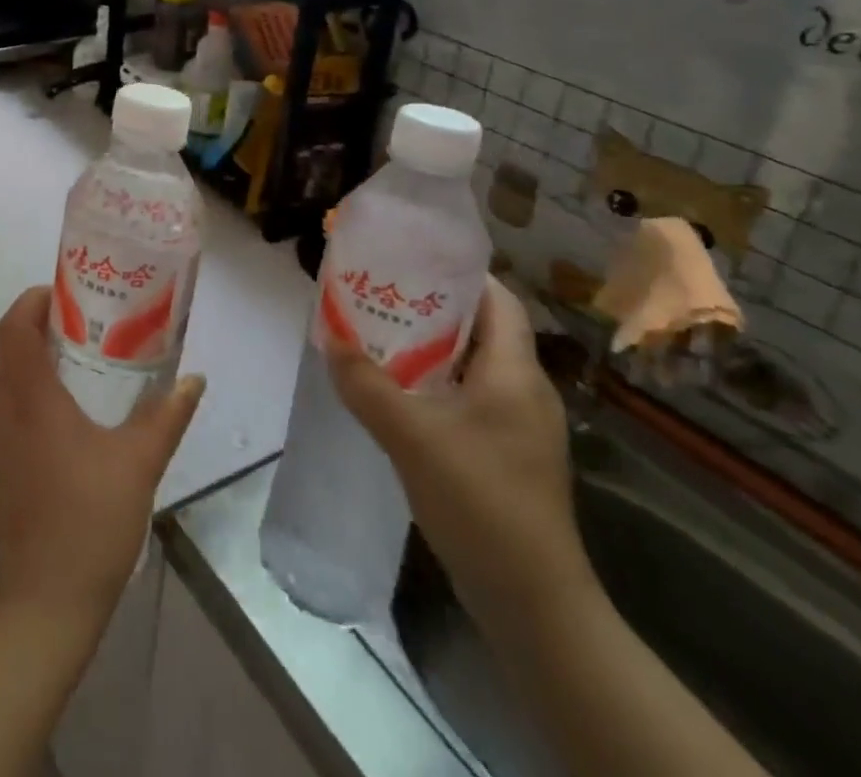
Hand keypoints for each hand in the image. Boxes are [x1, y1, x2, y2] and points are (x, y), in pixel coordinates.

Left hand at [0, 286, 203, 634]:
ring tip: (80, 360)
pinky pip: (8, 407)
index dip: (33, 300)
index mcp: (31, 398)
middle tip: (85, 321)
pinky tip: (67, 413)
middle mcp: (4, 409)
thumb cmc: (90, 521)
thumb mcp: (139, 463)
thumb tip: (195, 380)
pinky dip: (30, 390)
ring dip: (35, 358)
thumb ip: (167, 416)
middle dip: (41, 325)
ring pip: (7, 377)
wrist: (44, 602)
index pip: (14, 326)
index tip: (67, 293)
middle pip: (9, 346)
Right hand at [327, 278, 596, 633]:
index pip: (498, 299)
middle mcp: (524, 390)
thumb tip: (329, 339)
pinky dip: (433, 382)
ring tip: (377, 334)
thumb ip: (366, 384)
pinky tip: (396, 392)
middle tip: (379, 292)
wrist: (532, 602)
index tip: (410, 258)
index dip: (458, 272)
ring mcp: (517, 425)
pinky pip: (467, 397)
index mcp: (515, 373)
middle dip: (430, 307)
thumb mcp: (412, 437)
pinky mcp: (505, 454)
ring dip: (428, 347)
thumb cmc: (481, 502)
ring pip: (470, 364)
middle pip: (480, 328)